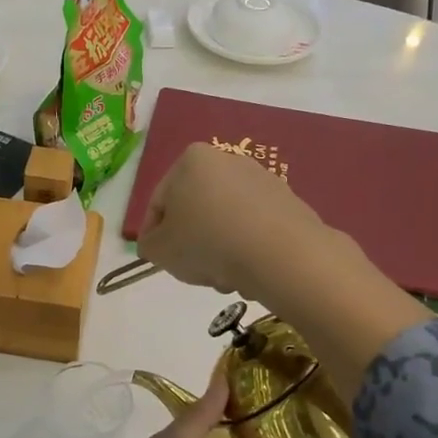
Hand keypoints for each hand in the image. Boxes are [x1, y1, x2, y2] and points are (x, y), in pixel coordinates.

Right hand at [137, 143, 327, 294]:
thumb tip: (155, 243)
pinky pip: (254, 227)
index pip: (160, 201)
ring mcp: (262, 179)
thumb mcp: (160, 249)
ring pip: (225, 220)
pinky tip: (248, 272)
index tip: (155, 259)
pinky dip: (246, 247)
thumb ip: (149, 244)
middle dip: (191, 241)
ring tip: (222, 276)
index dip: (153, 234)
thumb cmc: (207, 243)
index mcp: (191, 160)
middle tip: (191, 270)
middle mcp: (228, 160)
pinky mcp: (288, 202)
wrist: (280, 254)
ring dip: (218, 247)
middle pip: (196, 208)